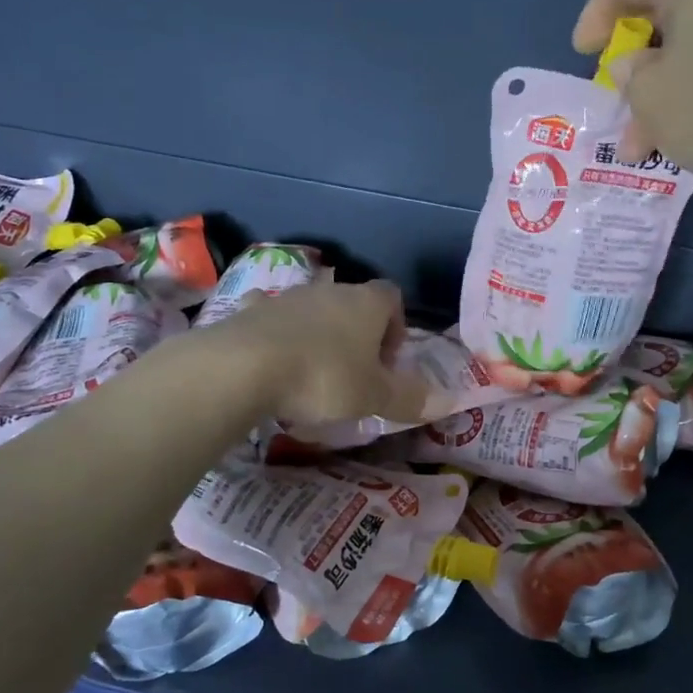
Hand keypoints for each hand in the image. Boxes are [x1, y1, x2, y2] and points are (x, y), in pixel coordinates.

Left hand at [214, 280, 430, 425]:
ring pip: (313, 311)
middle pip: (353, 303)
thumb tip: (448, 400)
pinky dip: (278, 337)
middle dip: (358, 334)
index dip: (396, 325)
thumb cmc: (324, 378)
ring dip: (318, 336)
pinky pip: (272, 320)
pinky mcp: (250, 311)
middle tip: (355, 373)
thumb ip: (409, 398)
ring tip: (313, 374)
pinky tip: (272, 364)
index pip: (392, 297)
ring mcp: (286, 297)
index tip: (388, 359)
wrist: (243, 367)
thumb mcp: (373, 396)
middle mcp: (329, 291)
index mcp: (366, 303)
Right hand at [573, 0, 692, 186]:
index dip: (596, 14)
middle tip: (613, 104)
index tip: (582, 54)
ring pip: (684, 54)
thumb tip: (636, 65)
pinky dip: (687, 101)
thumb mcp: (650, 94)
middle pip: (659, 18)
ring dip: (655, 98)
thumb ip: (629, 75)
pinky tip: (676, 142)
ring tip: (640, 148)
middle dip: (629, 68)